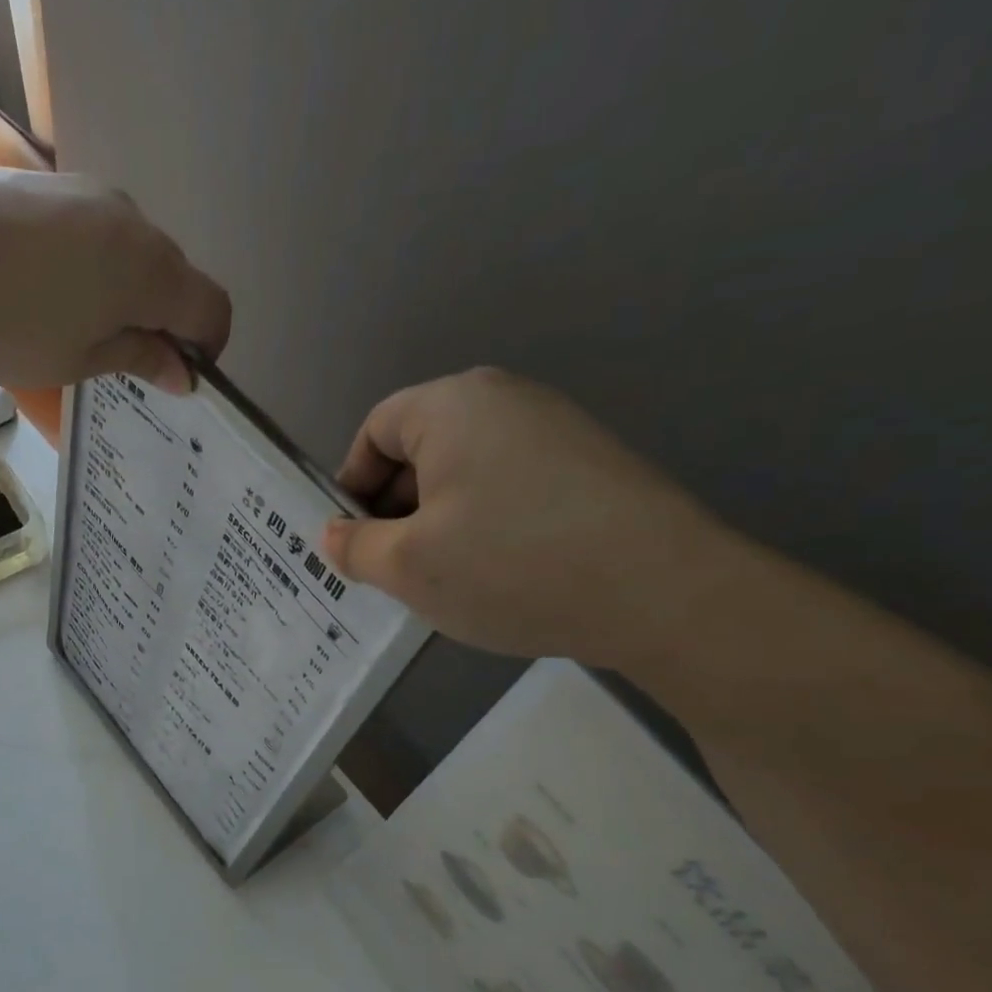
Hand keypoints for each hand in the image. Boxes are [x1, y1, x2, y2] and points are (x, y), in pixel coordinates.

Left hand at [0, 168, 230, 392]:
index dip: (206, 347)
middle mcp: (133, 220)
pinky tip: (49, 288)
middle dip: (165, 321)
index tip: (177, 375)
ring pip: (134, 250)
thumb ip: (139, 359)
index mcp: (151, 271)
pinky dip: (95, 265)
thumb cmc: (5, 324)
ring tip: (78, 325)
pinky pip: (96, 230)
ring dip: (128, 291)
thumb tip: (184, 372)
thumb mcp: (78, 360)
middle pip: (175, 276)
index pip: (211, 308)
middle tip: (123, 361)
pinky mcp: (50, 181)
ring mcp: (89, 192)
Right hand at [322, 367, 741, 667]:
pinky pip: (508, 487)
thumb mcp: (408, 566)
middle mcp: (504, 400)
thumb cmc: (508, 565)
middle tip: (390, 569)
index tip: (350, 540)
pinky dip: (483, 524)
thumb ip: (355, 547)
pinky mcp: (589, 465)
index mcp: (452, 406)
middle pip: (420, 448)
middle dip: (393, 508)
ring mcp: (554, 429)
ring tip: (441, 578)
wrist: (660, 591)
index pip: (375, 430)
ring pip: (464, 473)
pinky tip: (495, 573)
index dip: (351, 485)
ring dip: (436, 522)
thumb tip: (332, 534)